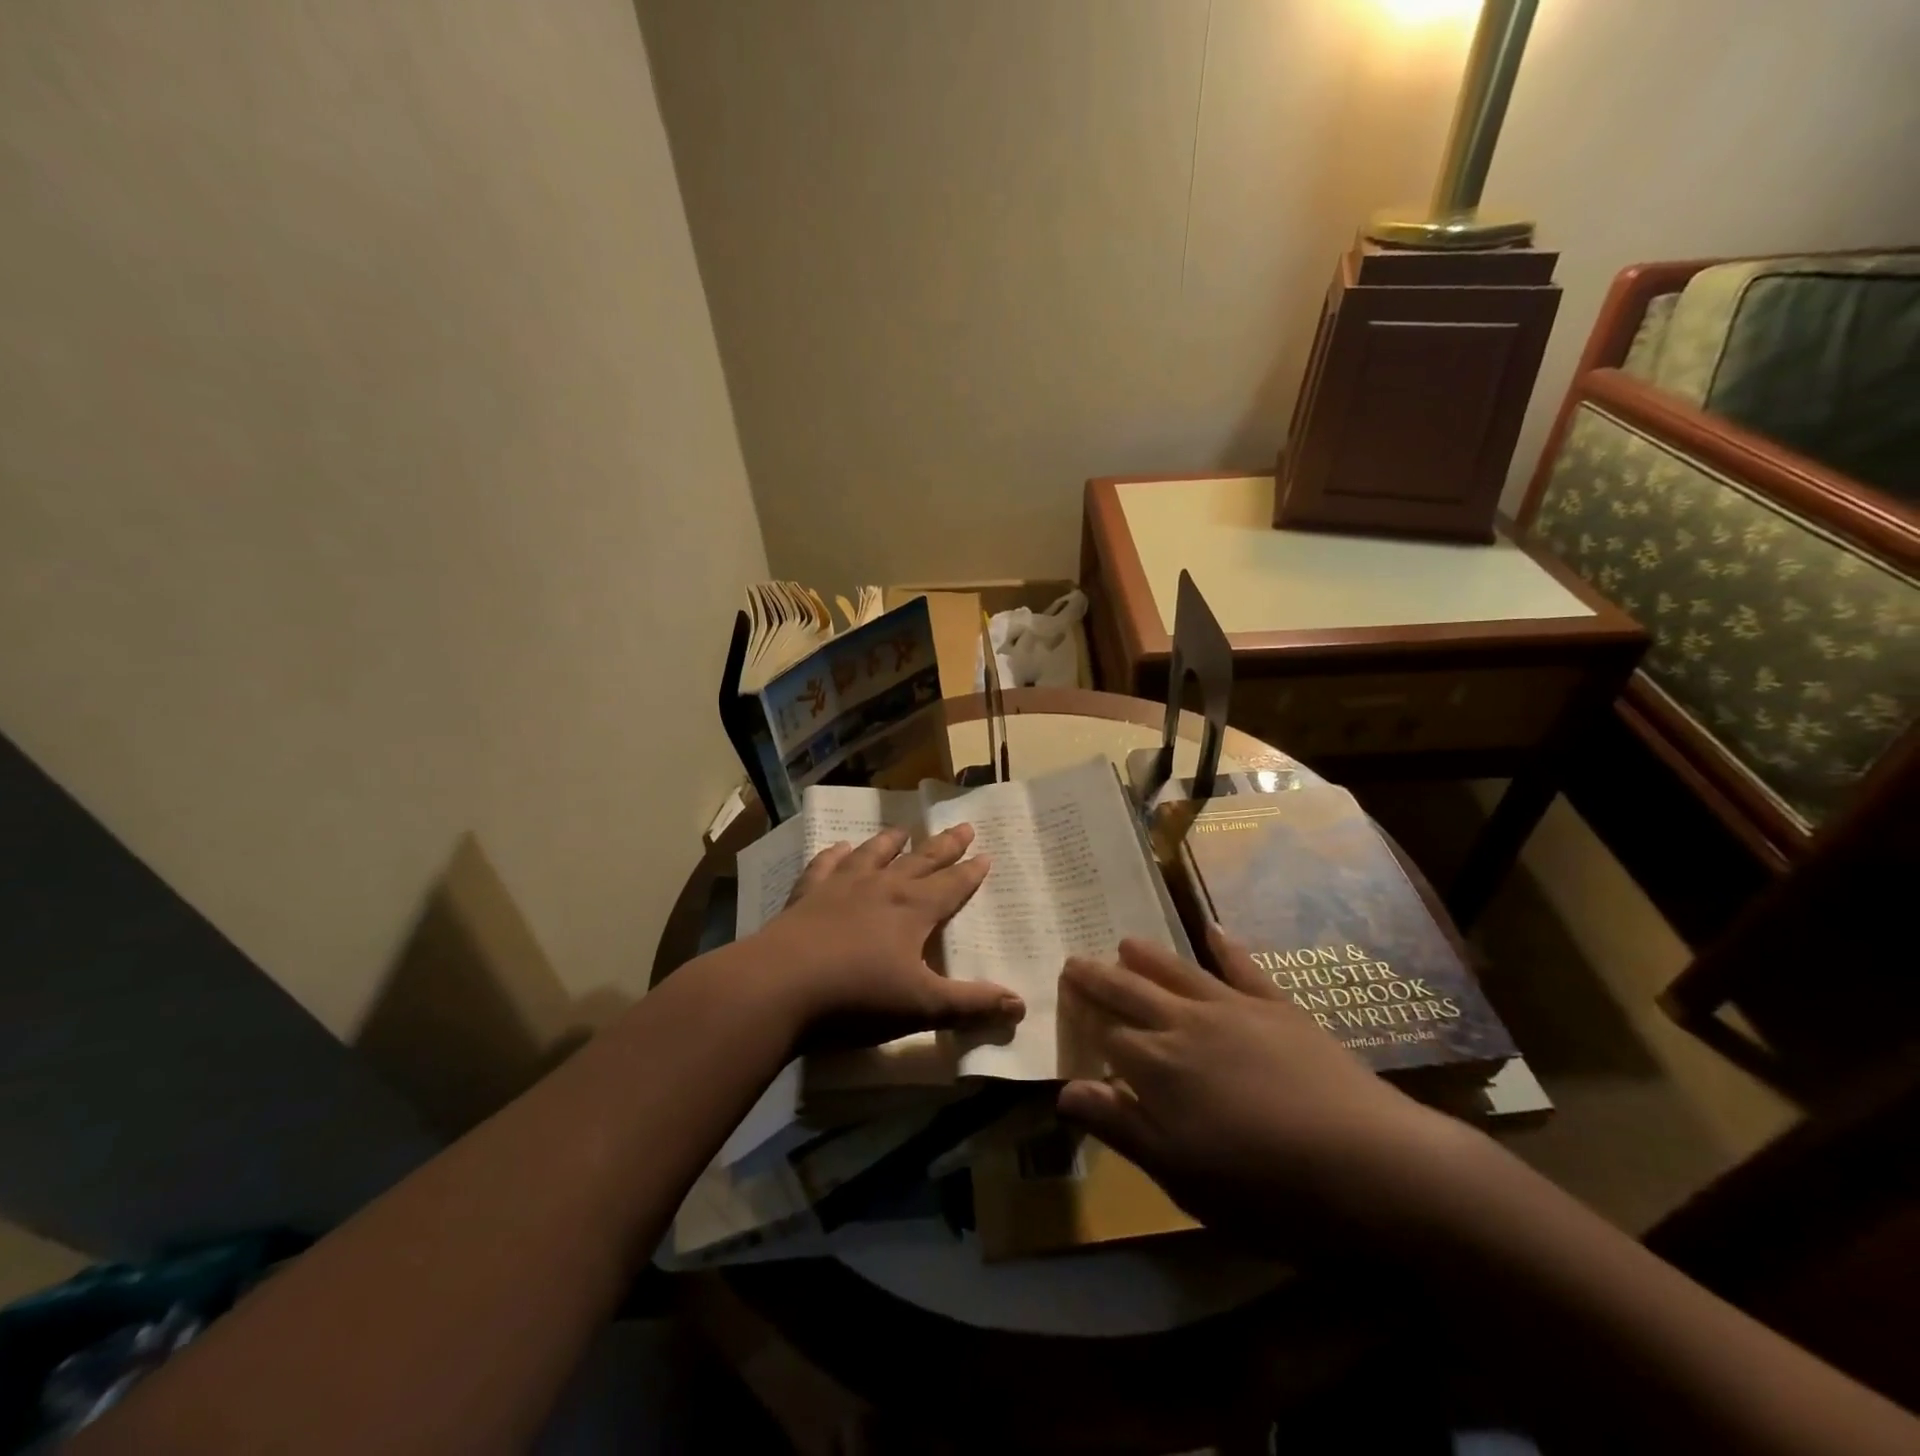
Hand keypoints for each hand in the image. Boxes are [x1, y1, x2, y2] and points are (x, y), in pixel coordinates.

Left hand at [750, 823, 1025, 1048]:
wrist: (781, 985)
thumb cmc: (858, 997)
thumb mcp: (923, 1006)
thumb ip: (971, 1004)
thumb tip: (1021, 1005)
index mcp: (913, 910)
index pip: (951, 885)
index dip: (970, 872)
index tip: (985, 854)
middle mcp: (882, 888)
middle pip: (920, 861)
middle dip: (944, 845)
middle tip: (963, 826)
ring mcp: (841, 886)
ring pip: (873, 854)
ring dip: (890, 841)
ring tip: (903, 828)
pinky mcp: (807, 895)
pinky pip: (825, 865)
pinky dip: (834, 854)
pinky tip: (837, 847)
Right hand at [1057, 925, 1491, 1250]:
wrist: (1369, 1166)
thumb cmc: (1265, 1188)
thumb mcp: (1180, 1175)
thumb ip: (1120, 1127)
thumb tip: (1065, 1090)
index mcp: (1157, 1066)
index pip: (1106, 1035)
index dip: (1084, 1023)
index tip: (1066, 1012)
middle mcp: (1185, 1024)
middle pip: (1129, 991)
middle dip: (1097, 977)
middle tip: (1074, 961)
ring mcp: (1233, 1008)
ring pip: (1176, 970)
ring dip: (1146, 955)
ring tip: (1124, 941)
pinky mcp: (1278, 1006)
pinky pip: (1243, 966)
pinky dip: (1224, 944)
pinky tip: (1213, 928)